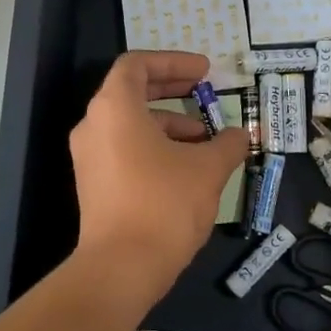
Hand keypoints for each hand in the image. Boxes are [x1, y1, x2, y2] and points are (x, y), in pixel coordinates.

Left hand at [70, 51, 249, 295]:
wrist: (121, 268)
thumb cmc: (165, 204)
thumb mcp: (208, 169)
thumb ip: (228, 144)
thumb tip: (240, 136)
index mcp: (114, 108)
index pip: (137, 65)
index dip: (173, 62)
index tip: (205, 71)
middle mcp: (93, 125)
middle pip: (132, 92)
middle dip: (173, 89)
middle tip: (206, 91)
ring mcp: (89, 157)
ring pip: (131, 124)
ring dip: (170, 124)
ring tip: (207, 142)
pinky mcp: (94, 184)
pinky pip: (124, 149)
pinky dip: (155, 147)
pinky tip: (187, 168)